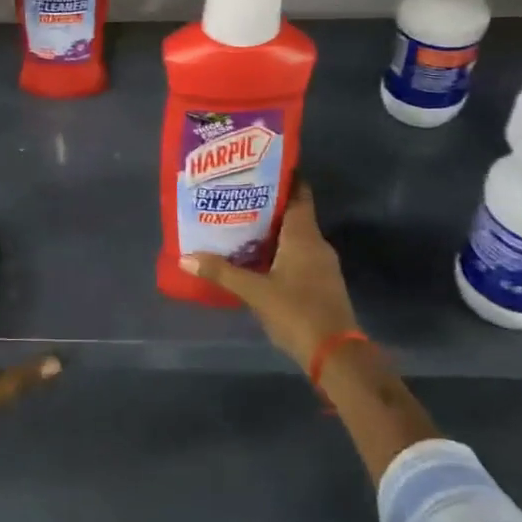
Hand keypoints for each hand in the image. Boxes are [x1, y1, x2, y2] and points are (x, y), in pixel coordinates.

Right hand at [179, 181, 358, 369]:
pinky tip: (257, 258)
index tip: (261, 165)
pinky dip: (279, 251)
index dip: (284, 177)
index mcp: (304, 236)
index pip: (299, 194)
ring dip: (272, 230)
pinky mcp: (321, 284)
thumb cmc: (297, 313)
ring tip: (240, 225)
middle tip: (237, 196)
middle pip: (294, 214)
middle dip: (268, 204)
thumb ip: (222, 273)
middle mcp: (317, 244)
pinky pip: (298, 256)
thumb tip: (185, 257)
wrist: (336, 355)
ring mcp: (322, 265)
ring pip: (295, 237)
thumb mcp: (255, 292)